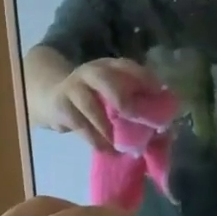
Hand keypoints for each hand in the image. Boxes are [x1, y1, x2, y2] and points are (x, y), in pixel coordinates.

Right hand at [40, 58, 162, 151]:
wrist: (50, 97)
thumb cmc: (93, 98)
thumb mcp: (110, 93)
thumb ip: (134, 103)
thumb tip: (167, 130)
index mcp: (109, 66)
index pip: (127, 66)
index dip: (144, 78)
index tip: (159, 93)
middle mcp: (91, 72)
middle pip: (104, 78)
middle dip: (121, 98)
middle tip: (135, 118)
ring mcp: (73, 88)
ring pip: (90, 105)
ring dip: (107, 127)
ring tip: (121, 146)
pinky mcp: (62, 107)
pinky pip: (79, 125)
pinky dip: (95, 139)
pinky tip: (107, 149)